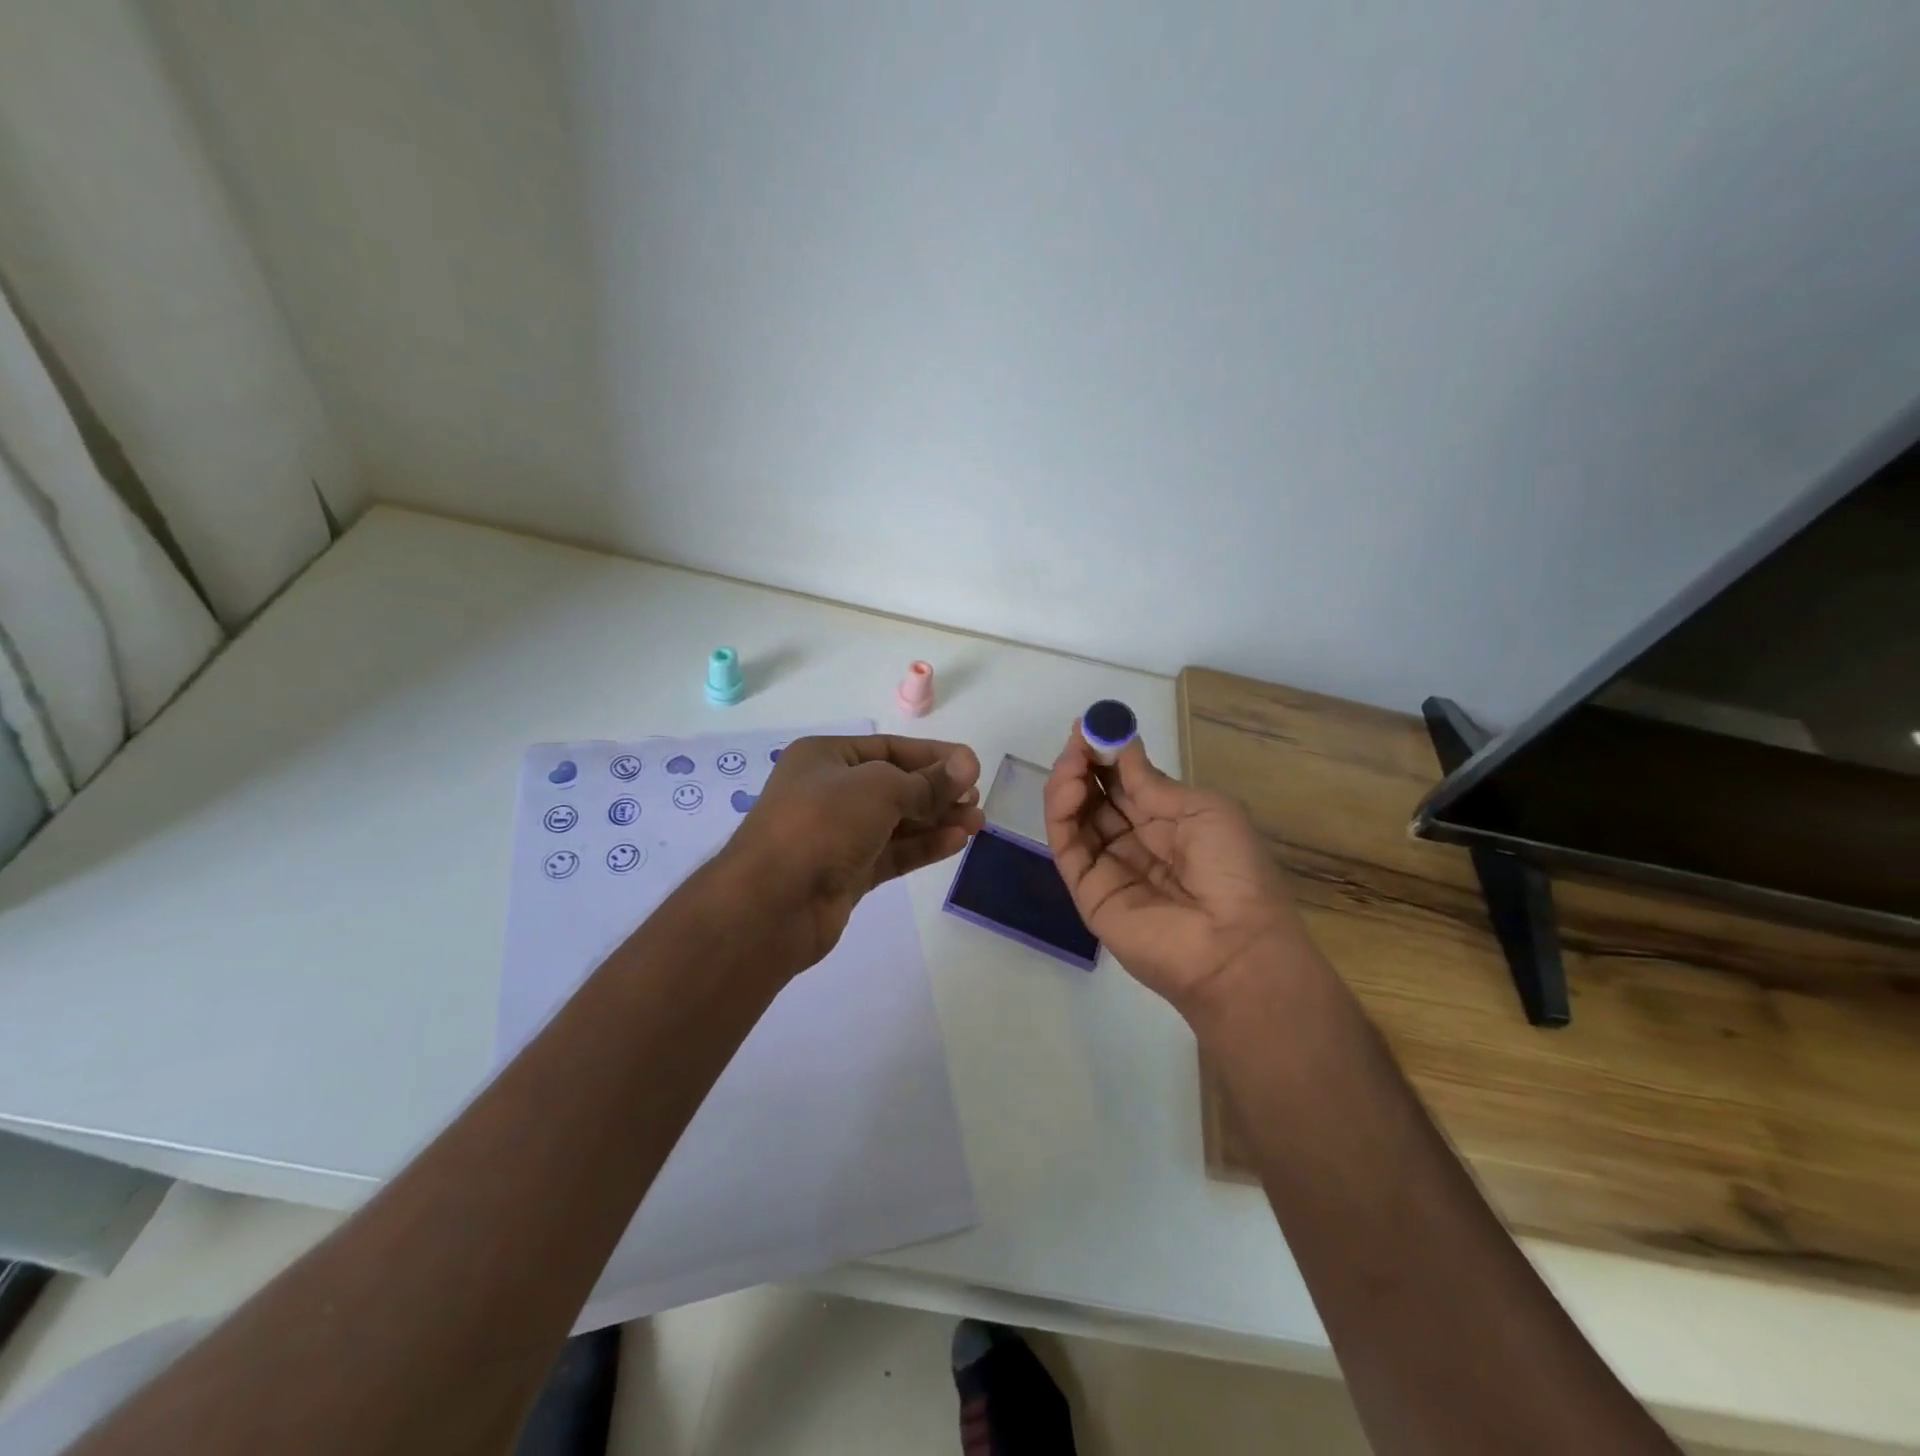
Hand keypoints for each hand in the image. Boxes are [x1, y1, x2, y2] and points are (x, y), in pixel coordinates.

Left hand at [718, 734, 984, 975]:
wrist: (772, 902)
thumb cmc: (822, 823)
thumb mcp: (880, 789)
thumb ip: (927, 782)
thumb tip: (966, 767)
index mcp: (826, 758)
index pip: (889, 748)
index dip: (933, 756)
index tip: (972, 767)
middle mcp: (830, 791)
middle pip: (896, 785)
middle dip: (938, 791)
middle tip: (975, 799)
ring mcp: (838, 835)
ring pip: (897, 822)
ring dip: (937, 820)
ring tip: (977, 823)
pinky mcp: (847, 873)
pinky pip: (893, 853)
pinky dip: (923, 847)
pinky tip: (956, 842)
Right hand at [1044, 724, 1310, 1015]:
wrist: (1235, 946)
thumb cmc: (1233, 870)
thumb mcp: (1203, 810)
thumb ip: (1152, 783)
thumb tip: (1123, 748)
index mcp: (1169, 824)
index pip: (1126, 782)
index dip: (1109, 753)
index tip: (1093, 725)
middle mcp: (1135, 843)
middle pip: (1096, 796)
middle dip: (1084, 763)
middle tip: (1078, 737)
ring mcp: (1108, 867)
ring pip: (1075, 817)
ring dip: (1068, 783)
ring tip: (1073, 762)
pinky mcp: (1087, 891)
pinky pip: (1066, 846)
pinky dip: (1060, 813)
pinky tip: (1069, 788)